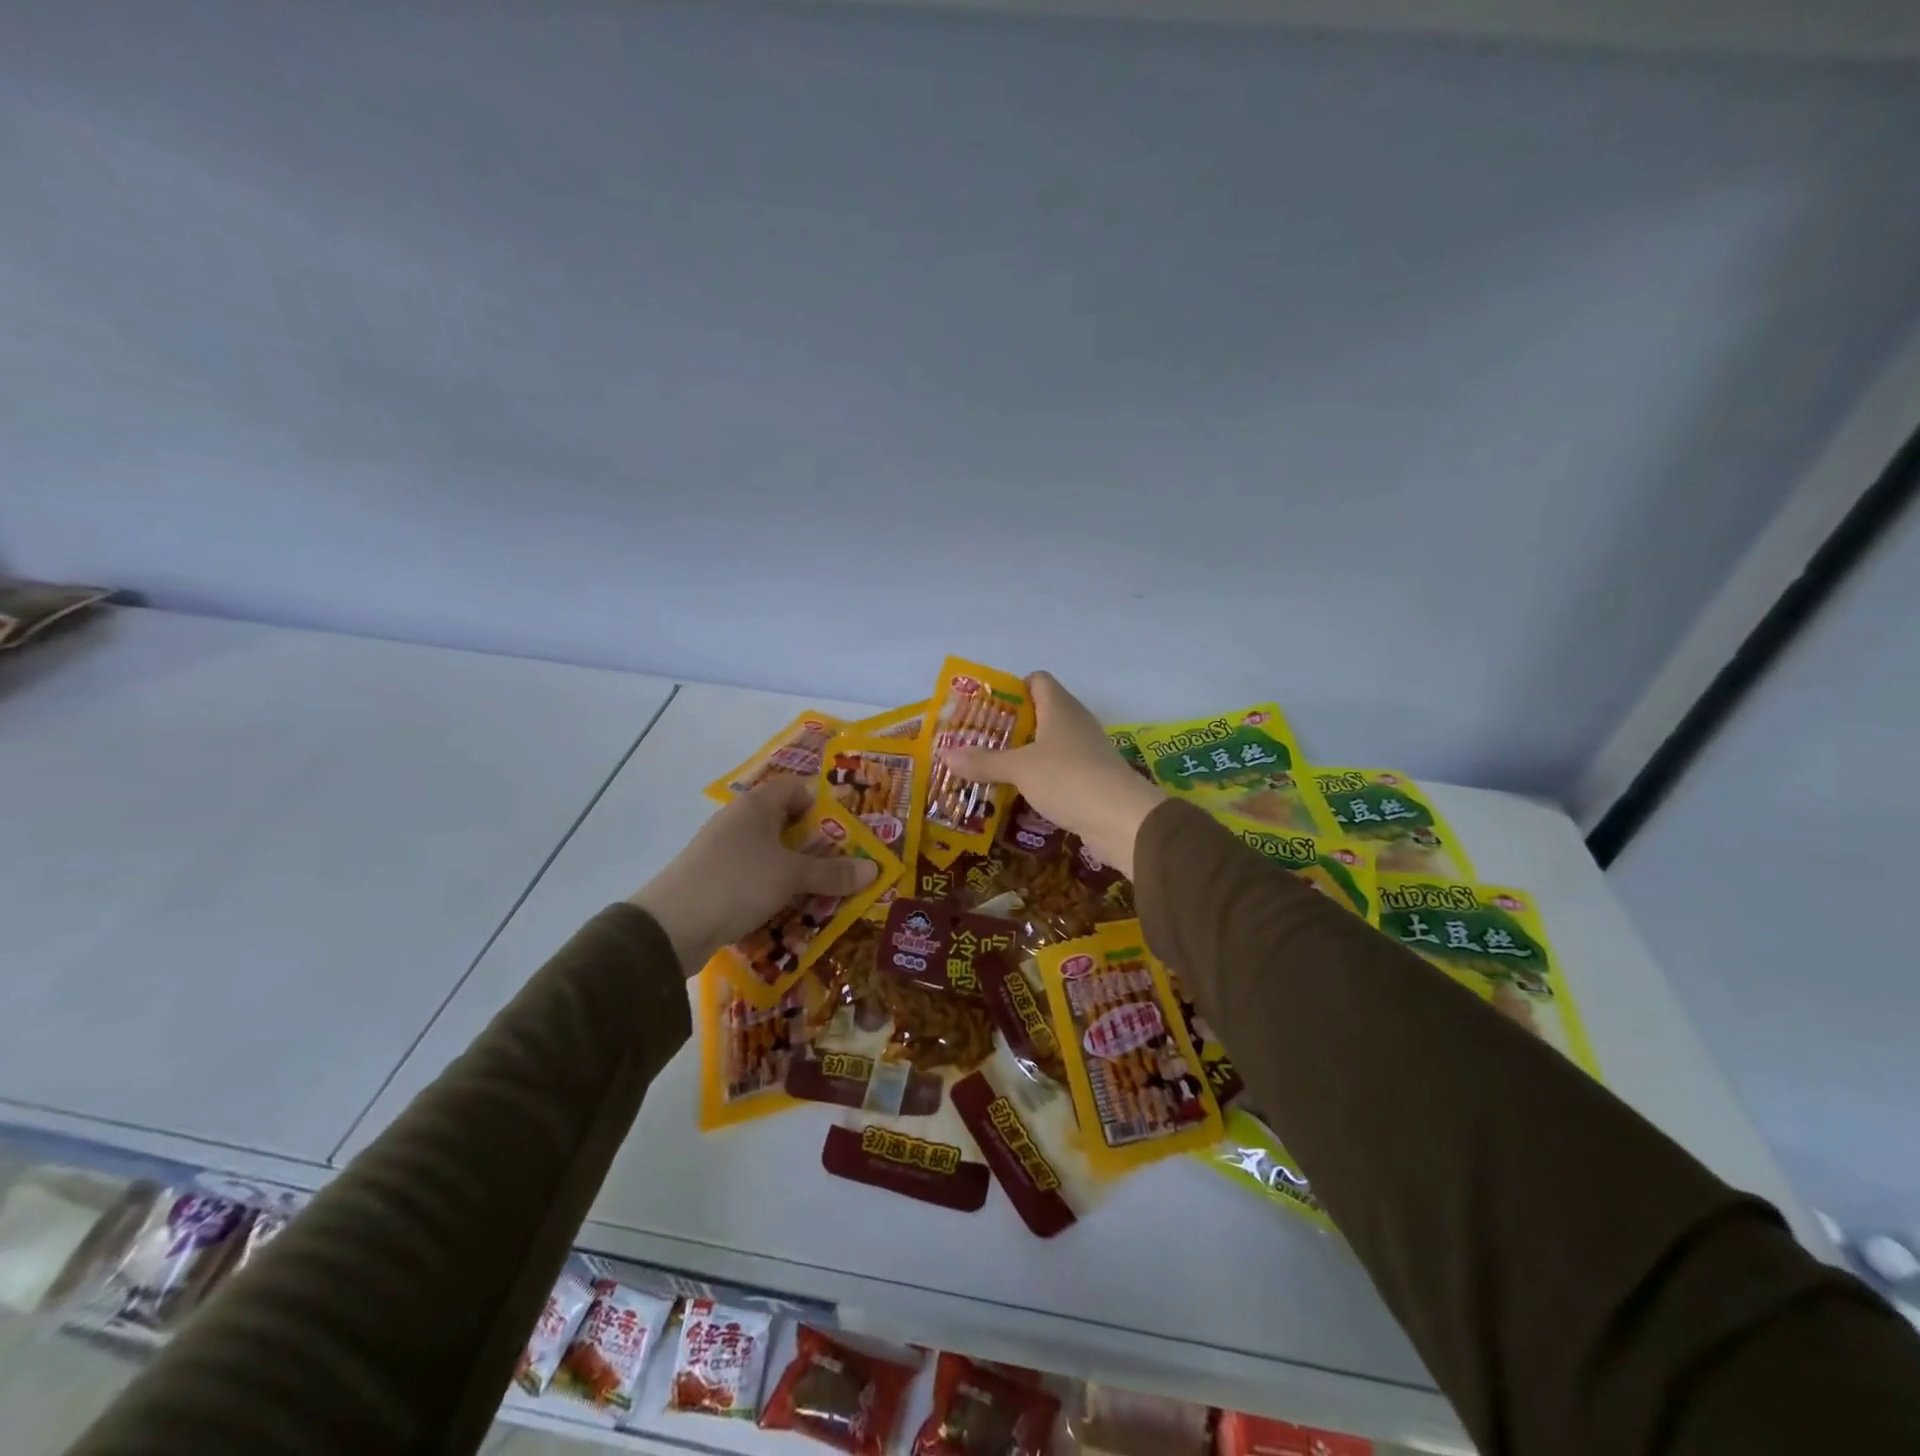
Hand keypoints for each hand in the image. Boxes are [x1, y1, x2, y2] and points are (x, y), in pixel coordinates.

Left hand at [628, 777, 878, 972]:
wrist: (671, 926)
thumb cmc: (738, 882)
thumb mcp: (792, 876)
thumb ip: (833, 873)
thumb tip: (874, 869)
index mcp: (756, 806)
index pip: (794, 788)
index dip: (819, 804)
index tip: (842, 831)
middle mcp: (737, 821)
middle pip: (783, 824)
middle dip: (813, 846)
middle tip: (841, 867)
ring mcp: (721, 852)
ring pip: (768, 855)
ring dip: (794, 873)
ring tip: (821, 894)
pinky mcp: (712, 881)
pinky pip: (752, 879)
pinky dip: (771, 891)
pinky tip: (787, 913)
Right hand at [944, 671, 1164, 878]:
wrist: (1122, 820)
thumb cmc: (1069, 779)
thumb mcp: (1020, 769)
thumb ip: (983, 762)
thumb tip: (945, 754)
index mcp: (1060, 707)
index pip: (1037, 680)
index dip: (1012, 688)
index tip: (985, 708)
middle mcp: (1075, 723)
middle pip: (1040, 713)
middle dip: (1009, 726)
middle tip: (977, 741)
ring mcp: (1086, 752)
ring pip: (1048, 745)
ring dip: (1023, 755)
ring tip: (989, 768)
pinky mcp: (1090, 780)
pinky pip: (1058, 771)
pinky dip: (1038, 778)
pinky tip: (1017, 793)